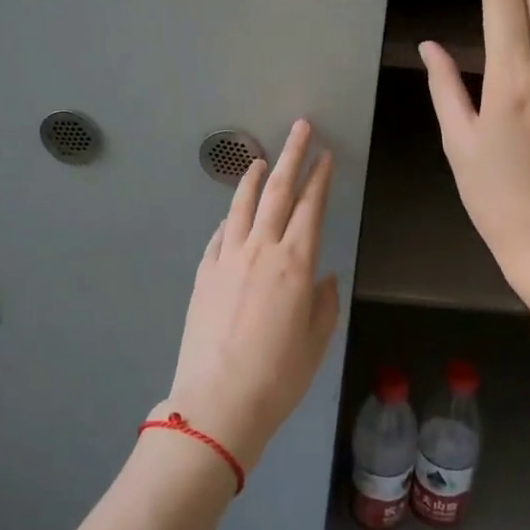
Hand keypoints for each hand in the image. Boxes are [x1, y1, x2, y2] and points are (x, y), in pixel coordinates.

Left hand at [163, 120, 339, 471]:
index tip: (325, 155)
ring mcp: (227, 258)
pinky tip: (233, 214)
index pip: (311, 207)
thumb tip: (322, 276)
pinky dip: (230, 218)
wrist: (218, 401)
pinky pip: (220, 234)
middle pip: (278, 192)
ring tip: (261, 159)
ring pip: (243, 205)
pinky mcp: (204, 273)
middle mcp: (261, 250)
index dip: (320, 178)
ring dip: (254, 178)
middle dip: (292, 156)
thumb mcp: (316, 341)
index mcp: (296, 264)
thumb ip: (324, 301)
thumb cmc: (278, 376)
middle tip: (301, 128)